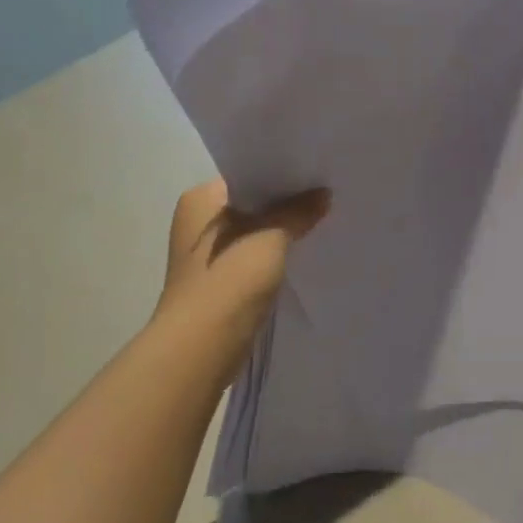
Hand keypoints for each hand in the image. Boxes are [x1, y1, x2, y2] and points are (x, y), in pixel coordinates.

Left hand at [154, 179, 329, 379]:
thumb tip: (324, 194)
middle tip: (325, 198)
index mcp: (200, 200)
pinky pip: (253, 261)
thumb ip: (298, 211)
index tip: (315, 176)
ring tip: (321, 225)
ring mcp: (206, 257)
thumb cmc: (229, 279)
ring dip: (281, 235)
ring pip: (254, 235)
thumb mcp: (271, 237)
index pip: (247, 175)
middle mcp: (198, 223)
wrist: (202, 347)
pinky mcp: (219, 284)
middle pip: (252, 206)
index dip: (281, 175)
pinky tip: (302, 258)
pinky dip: (274, 259)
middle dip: (285, 206)